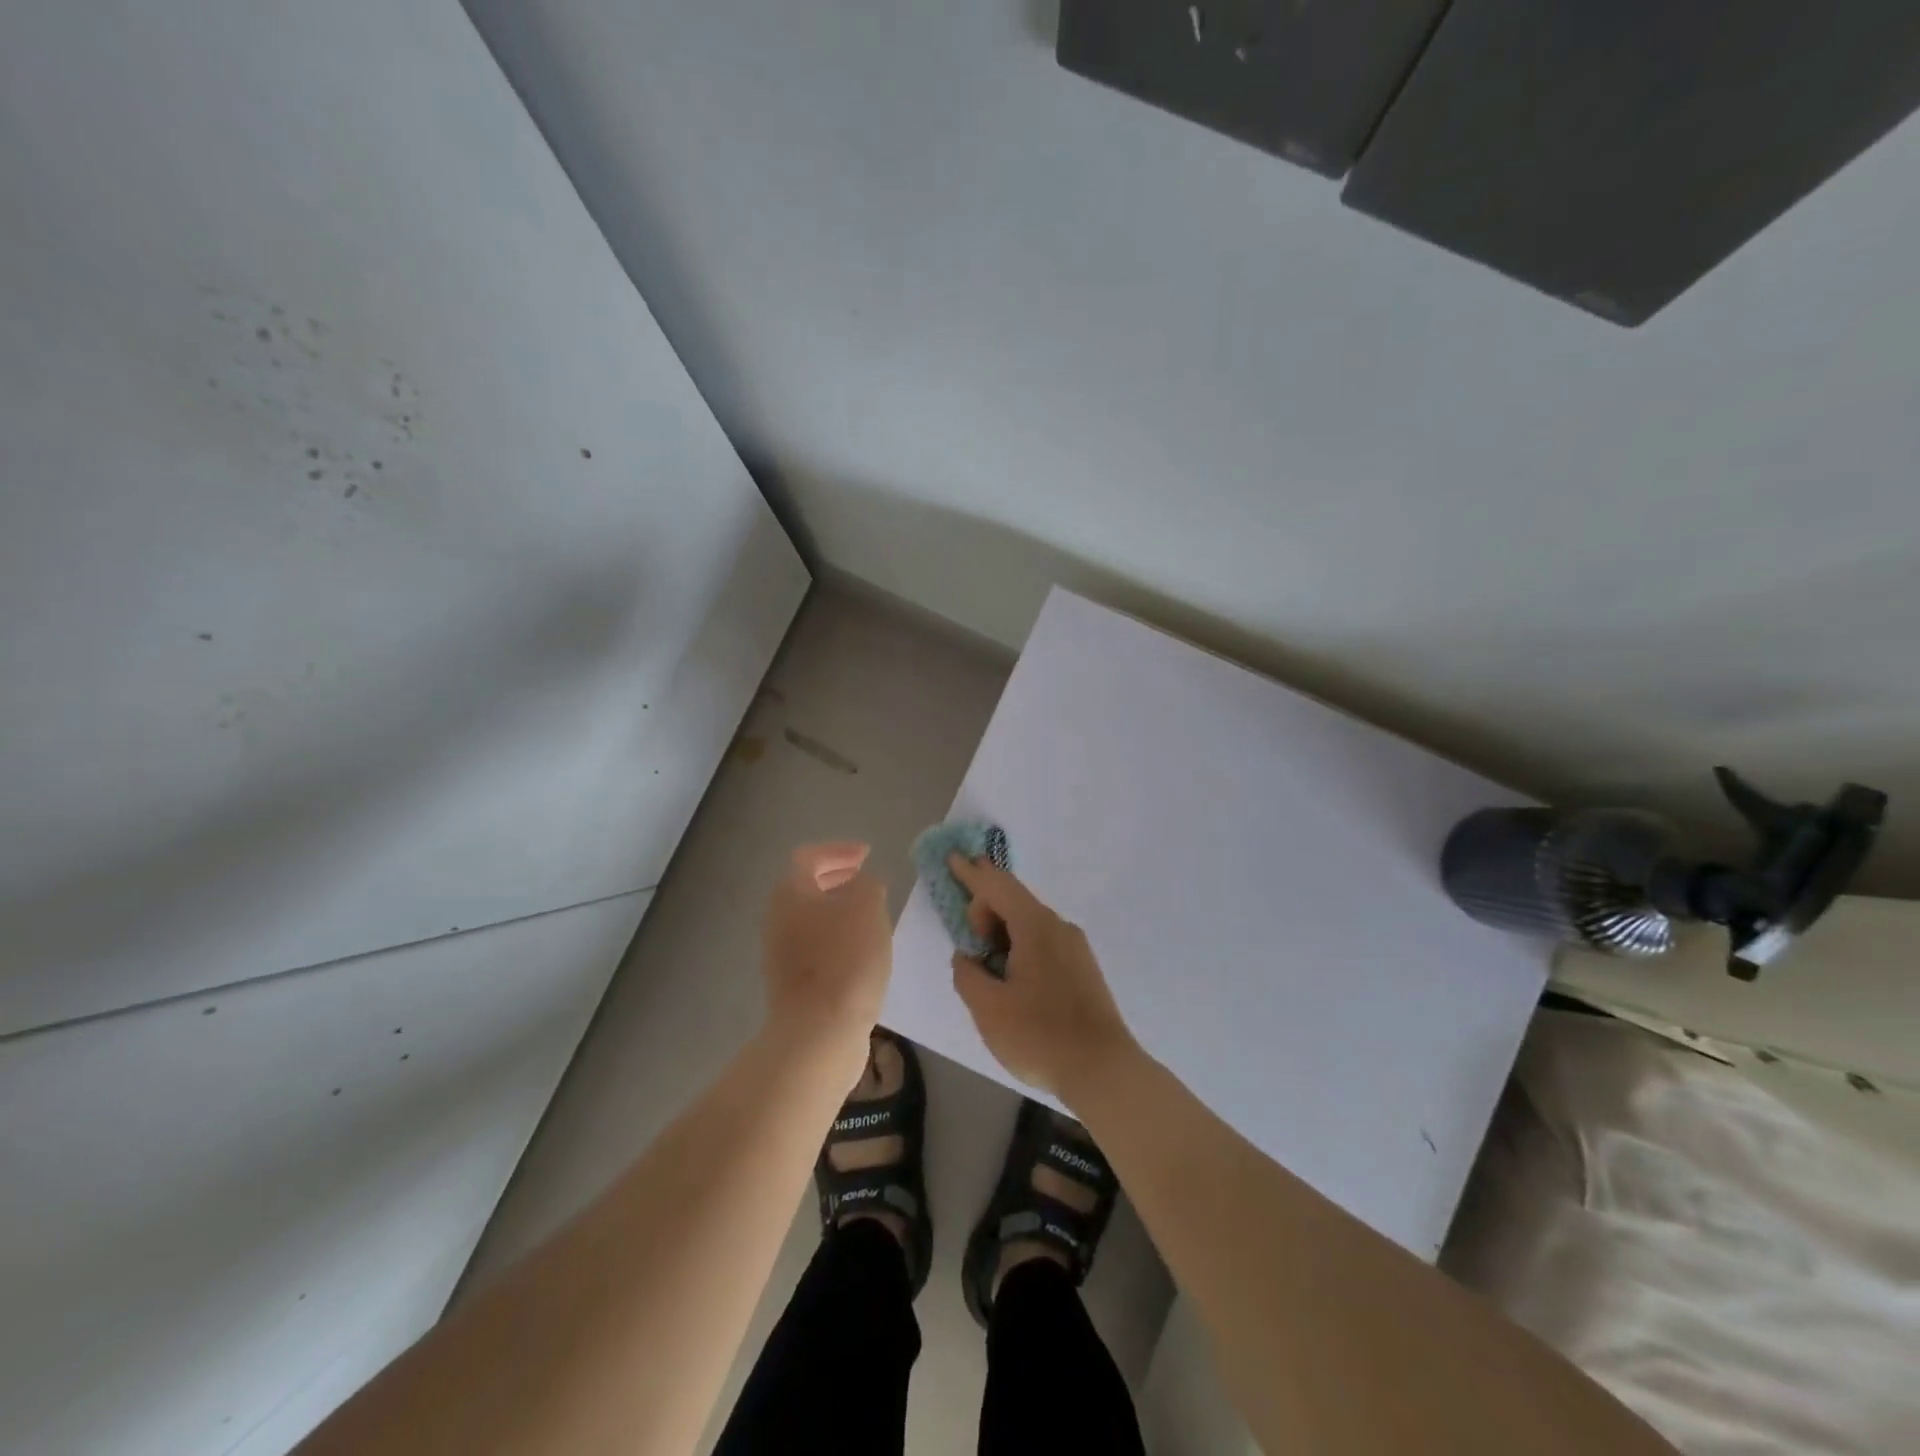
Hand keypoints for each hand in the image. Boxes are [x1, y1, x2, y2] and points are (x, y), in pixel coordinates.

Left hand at [762, 843, 892, 1051]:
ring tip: (871, 917)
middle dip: (837, 879)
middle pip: (805, 888)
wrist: (819, 1033)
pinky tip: (863, 953)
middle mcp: (778, 919)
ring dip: (839, 911)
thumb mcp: (867, 906)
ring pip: (811, 919)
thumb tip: (861, 885)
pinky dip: (837, 939)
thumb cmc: (845, 960)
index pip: (809, 857)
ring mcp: (781, 954)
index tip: (867, 855)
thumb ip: (867, 884)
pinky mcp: (792, 984)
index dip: (838, 850)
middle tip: (866, 880)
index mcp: (791, 893)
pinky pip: (815, 948)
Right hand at [947, 854, 1136, 1100]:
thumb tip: (967, 958)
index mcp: (1035, 926)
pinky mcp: (1082, 968)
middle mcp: (1058, 927)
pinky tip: (1012, 978)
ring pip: (1029, 923)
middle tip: (969, 945)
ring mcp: (1075, 947)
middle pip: (1014, 901)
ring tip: (988, 966)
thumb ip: (967, 975)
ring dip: (1002, 932)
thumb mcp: (988, 1008)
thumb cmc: (1040, 1036)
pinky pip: (1043, 941)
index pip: (997, 886)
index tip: (952, 857)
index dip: (971, 873)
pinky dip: (1019, 945)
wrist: (1104, 1070)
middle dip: (985, 910)